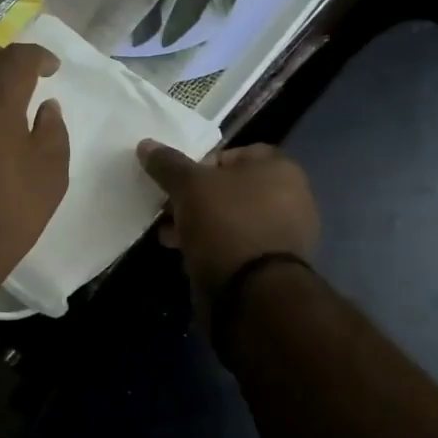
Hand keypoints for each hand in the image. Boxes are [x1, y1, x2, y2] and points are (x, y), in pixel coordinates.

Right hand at [137, 141, 319, 298]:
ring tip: (170, 237)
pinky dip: (213, 247)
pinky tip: (188, 257)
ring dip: (199, 224)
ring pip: (231, 219)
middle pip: (230, 189)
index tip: (177, 181)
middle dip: (195, 199)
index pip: (233, 154)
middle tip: (168, 210)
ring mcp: (285, 234)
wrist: (252, 292)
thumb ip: (168, 164)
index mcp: (280, 168)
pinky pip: (236, 246)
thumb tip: (146, 145)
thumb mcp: (189, 186)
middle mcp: (291, 197)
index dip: (201, 164)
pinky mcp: (273, 266)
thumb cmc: (226, 222)